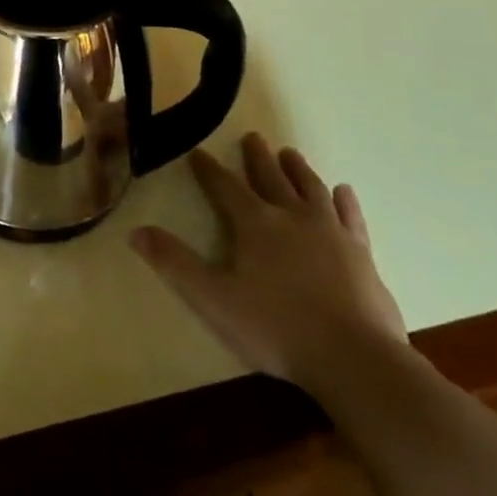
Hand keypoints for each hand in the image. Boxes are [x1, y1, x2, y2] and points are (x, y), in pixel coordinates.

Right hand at [132, 133, 407, 397]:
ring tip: (289, 153)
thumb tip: (136, 232)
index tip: (198, 152)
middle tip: (252, 137)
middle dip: (257, 158)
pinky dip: (344, 201)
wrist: (355, 358)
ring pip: (310, 188)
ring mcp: (330, 232)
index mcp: (255, 223)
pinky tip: (343, 191)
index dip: (208, 169)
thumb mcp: (214, 300)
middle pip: (270, 178)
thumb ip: (175, 264)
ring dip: (297, 169)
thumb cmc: (277, 329)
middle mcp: (292, 216)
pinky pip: (350, 216)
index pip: (225, 187)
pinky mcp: (361, 252)